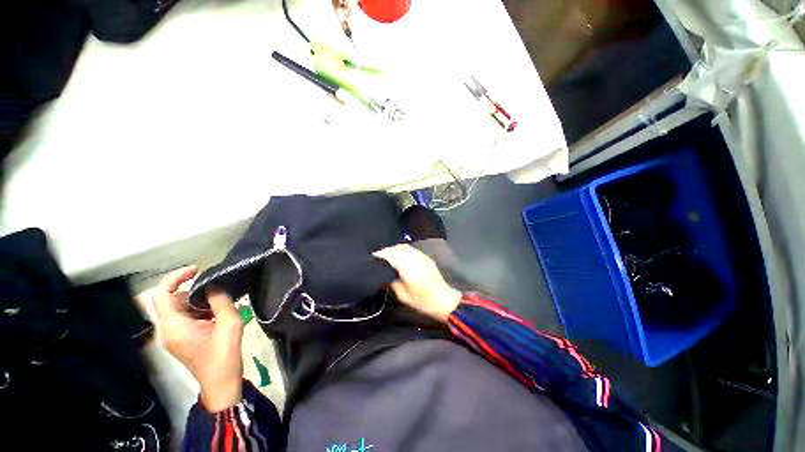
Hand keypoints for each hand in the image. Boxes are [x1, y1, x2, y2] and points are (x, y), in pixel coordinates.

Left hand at [153, 266, 243, 412]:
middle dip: (195, 291)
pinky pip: (188, 316)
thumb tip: (215, 285)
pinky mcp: (184, 338)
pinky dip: (202, 310)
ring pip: (182, 308)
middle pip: (173, 300)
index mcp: (175, 328)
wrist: (221, 383)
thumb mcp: (229, 326)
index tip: (197, 270)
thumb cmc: (224, 357)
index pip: (161, 296)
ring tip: (222, 303)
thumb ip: (221, 302)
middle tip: (219, 291)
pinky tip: (219, 314)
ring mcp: (175, 335)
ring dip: (201, 301)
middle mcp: (169, 330)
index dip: (175, 278)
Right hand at [374, 244, 461, 322]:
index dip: (380, 254)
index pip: (391, 255)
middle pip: (397, 248)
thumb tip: (383, 274)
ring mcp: (421, 256)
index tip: (371, 256)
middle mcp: (414, 258)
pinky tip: (399, 256)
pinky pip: (411, 249)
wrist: (444, 300)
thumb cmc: (423, 301)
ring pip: (404, 246)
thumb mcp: (403, 296)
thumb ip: (392, 282)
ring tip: (386, 255)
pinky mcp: (425, 257)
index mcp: (408, 267)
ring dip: (394, 249)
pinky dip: (402, 250)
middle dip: (386, 250)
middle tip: (377, 256)